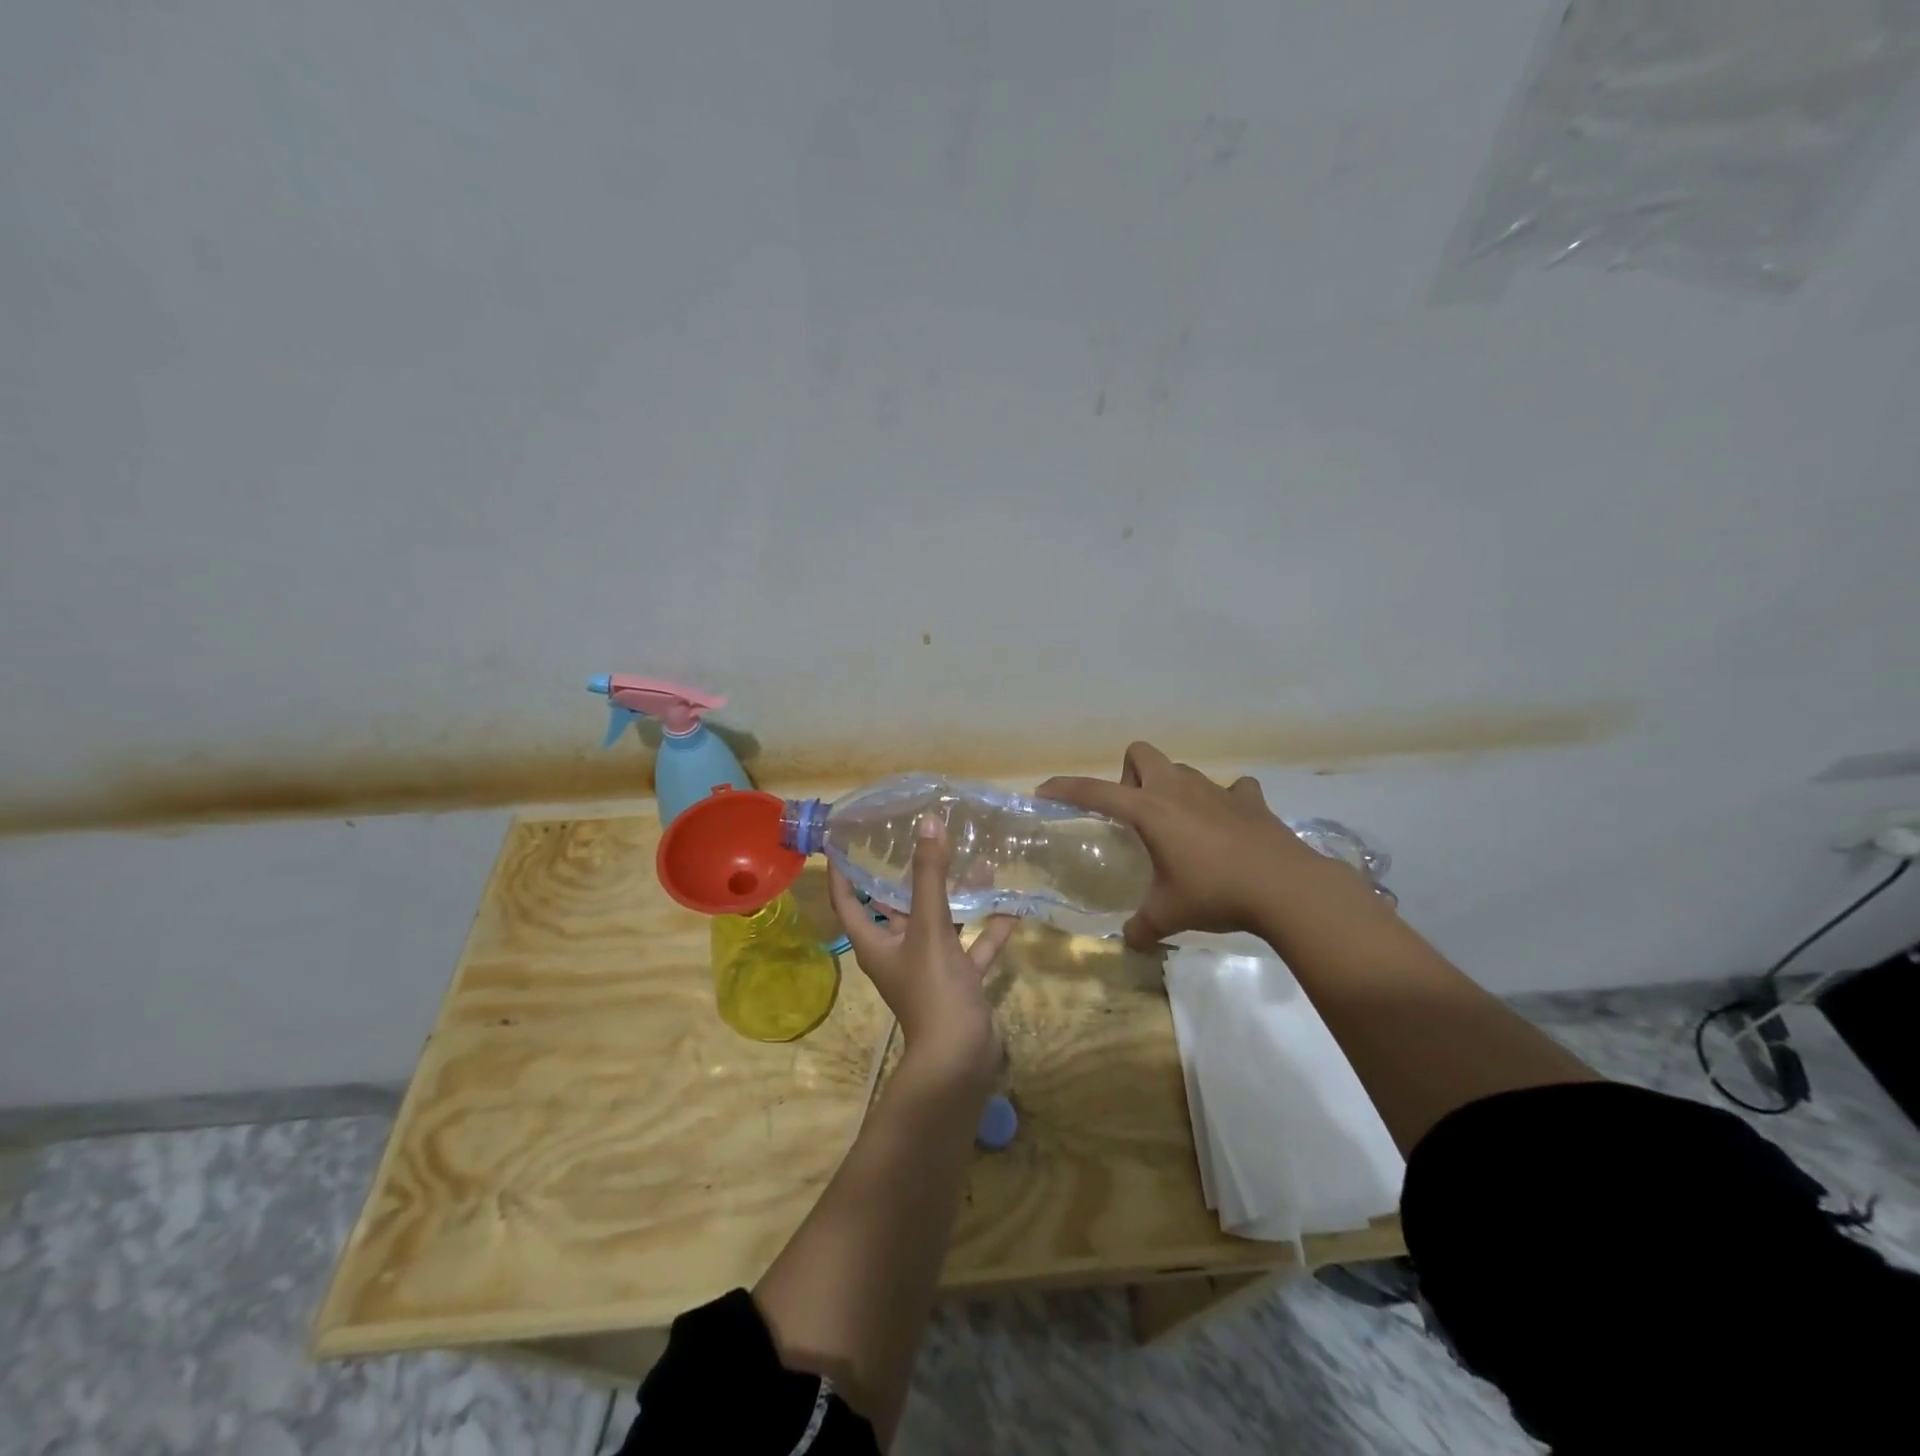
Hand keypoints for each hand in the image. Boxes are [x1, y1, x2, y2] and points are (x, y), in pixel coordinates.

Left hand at [829, 814, 1017, 1085]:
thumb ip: (930, 875)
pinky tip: (1011, 903)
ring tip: (975, 860)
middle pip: (897, 906)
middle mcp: (898, 951)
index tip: (847, 838)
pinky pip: (972, 946)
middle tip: (923, 838)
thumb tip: (928, 822)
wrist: (961, 1059)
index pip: (848, 899)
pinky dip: (988, 927)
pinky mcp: (958, 980)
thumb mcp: (929, 927)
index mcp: (876, 941)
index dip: (844, 870)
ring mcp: (930, 968)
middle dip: (910, 875)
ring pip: (940, 923)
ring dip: (956, 897)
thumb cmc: (933, 990)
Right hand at [1039, 741, 1319, 949]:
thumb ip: (1143, 926)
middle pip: (1141, 754)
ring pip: (1182, 771)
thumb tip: (1131, 942)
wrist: (1285, 887)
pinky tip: (1227, 827)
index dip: (1066, 788)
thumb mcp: (1169, 914)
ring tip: (1179, 827)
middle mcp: (1178, 789)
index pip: (1095, 791)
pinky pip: (1232, 790)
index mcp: (1150, 810)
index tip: (1045, 791)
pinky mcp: (1250, 800)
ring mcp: (1217, 790)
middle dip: (1129, 776)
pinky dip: (1224, 802)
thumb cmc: (1215, 893)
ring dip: (1172, 789)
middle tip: (1135, 816)